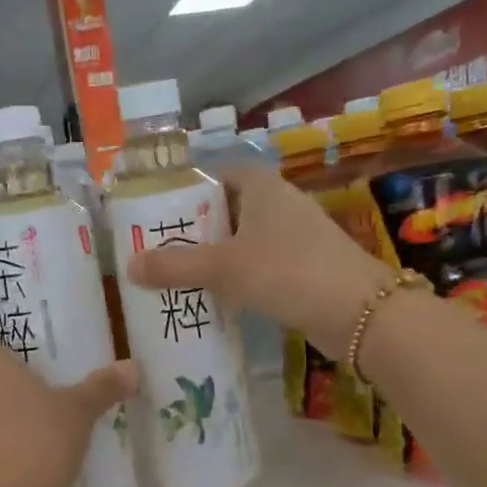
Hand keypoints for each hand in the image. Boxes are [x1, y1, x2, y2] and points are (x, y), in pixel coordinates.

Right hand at [127, 164, 393, 356]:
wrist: (357, 311)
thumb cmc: (286, 271)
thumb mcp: (223, 267)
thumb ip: (175, 266)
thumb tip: (129, 266)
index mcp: (262, 186)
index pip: (218, 175)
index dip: (188, 192)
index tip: (160, 217)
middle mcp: (280, 202)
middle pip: (228, 210)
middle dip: (196, 230)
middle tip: (161, 252)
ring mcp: (296, 235)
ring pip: (244, 240)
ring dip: (216, 257)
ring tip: (180, 278)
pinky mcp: (306, 266)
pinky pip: (261, 264)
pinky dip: (239, 276)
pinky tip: (218, 298)